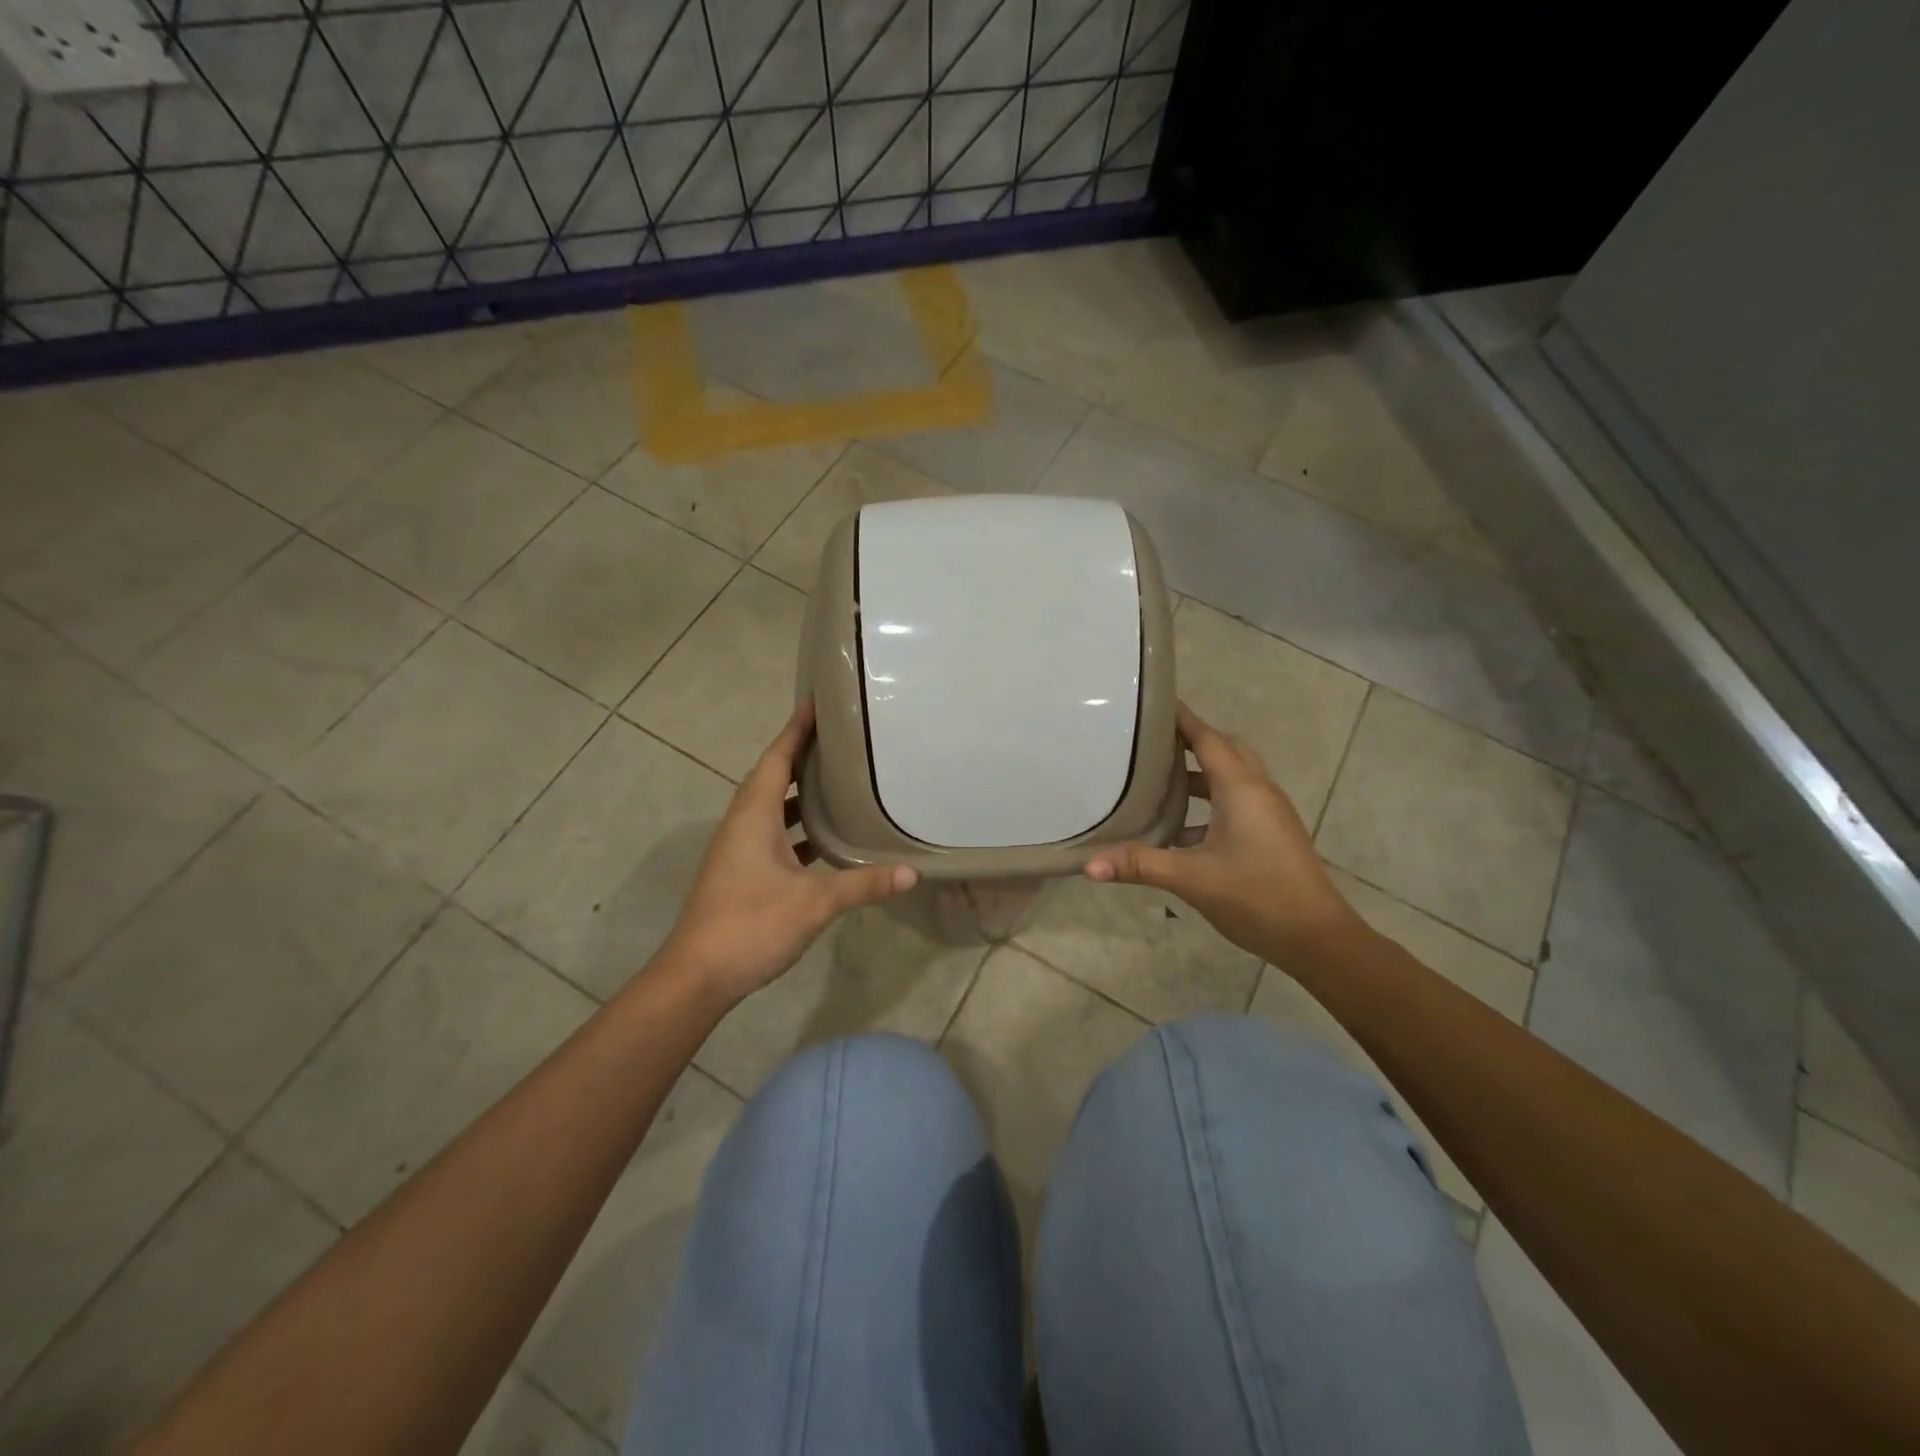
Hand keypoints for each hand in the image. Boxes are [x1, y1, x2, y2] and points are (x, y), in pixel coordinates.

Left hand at [662, 703, 917, 1003]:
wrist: (697, 977)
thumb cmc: (750, 926)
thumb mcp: (813, 903)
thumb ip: (863, 885)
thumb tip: (913, 872)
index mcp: (753, 816)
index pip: (776, 758)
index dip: (796, 729)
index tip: (817, 701)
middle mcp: (742, 824)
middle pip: (772, 776)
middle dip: (802, 753)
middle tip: (840, 736)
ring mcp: (739, 850)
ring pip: (771, 806)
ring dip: (799, 790)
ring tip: (838, 777)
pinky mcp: (742, 872)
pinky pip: (772, 832)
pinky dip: (797, 825)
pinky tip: (825, 837)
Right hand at [1084, 703, 1364, 968]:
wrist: (1317, 938)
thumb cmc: (1256, 896)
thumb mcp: (1191, 878)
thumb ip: (1139, 865)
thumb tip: (1087, 865)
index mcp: (1241, 788)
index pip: (1208, 738)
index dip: (1181, 719)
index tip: (1151, 703)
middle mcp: (1258, 790)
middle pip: (1224, 749)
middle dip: (1191, 741)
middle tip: (1151, 741)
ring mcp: (1269, 812)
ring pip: (1232, 776)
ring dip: (1200, 774)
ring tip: (1158, 780)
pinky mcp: (1272, 833)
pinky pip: (1238, 800)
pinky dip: (1210, 801)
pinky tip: (1180, 830)